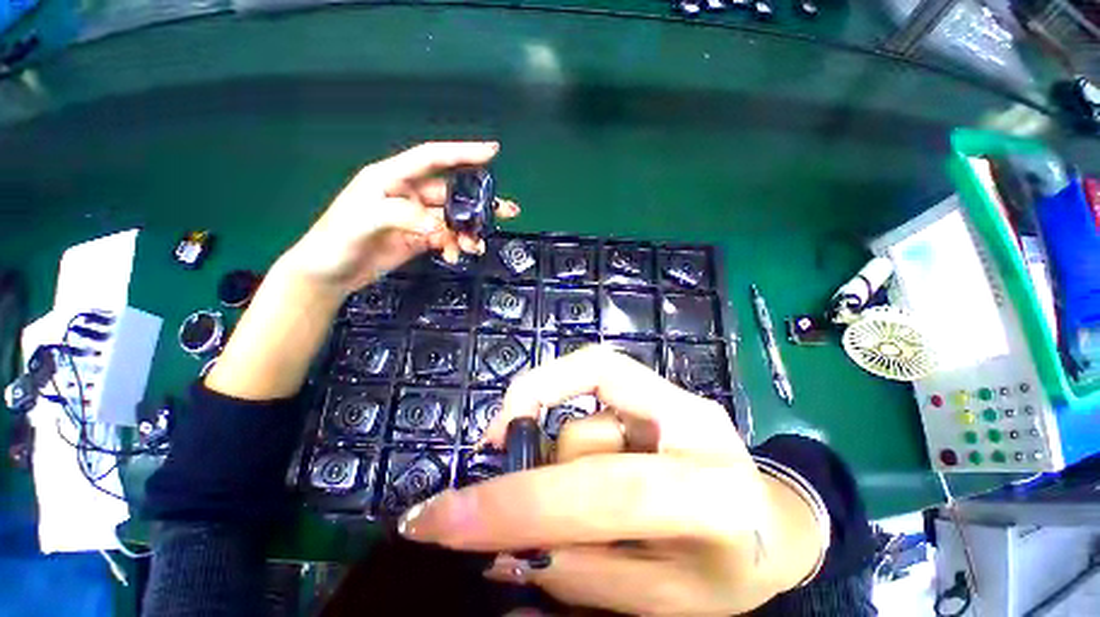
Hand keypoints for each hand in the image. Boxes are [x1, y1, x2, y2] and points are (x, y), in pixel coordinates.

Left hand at [281, 141, 518, 295]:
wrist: (329, 274)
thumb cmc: (337, 240)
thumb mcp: (364, 221)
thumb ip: (402, 215)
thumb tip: (440, 226)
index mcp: (391, 178)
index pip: (432, 158)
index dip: (462, 152)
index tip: (492, 152)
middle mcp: (408, 194)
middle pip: (452, 193)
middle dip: (479, 203)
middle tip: (507, 210)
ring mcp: (416, 218)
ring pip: (453, 219)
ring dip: (469, 231)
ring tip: (477, 246)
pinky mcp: (419, 238)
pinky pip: (446, 238)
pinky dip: (454, 245)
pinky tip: (454, 255)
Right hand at [397, 346, 825, 615]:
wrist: (779, 520)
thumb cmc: (735, 570)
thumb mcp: (663, 601)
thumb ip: (582, 573)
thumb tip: (504, 551)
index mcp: (714, 497)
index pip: (606, 491)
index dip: (520, 504)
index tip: (441, 519)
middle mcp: (692, 424)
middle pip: (585, 437)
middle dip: (525, 467)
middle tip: (484, 495)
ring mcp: (676, 395)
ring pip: (584, 417)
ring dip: (558, 460)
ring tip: (567, 491)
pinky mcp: (659, 385)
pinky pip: (592, 376)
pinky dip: (558, 400)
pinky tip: (557, 433)